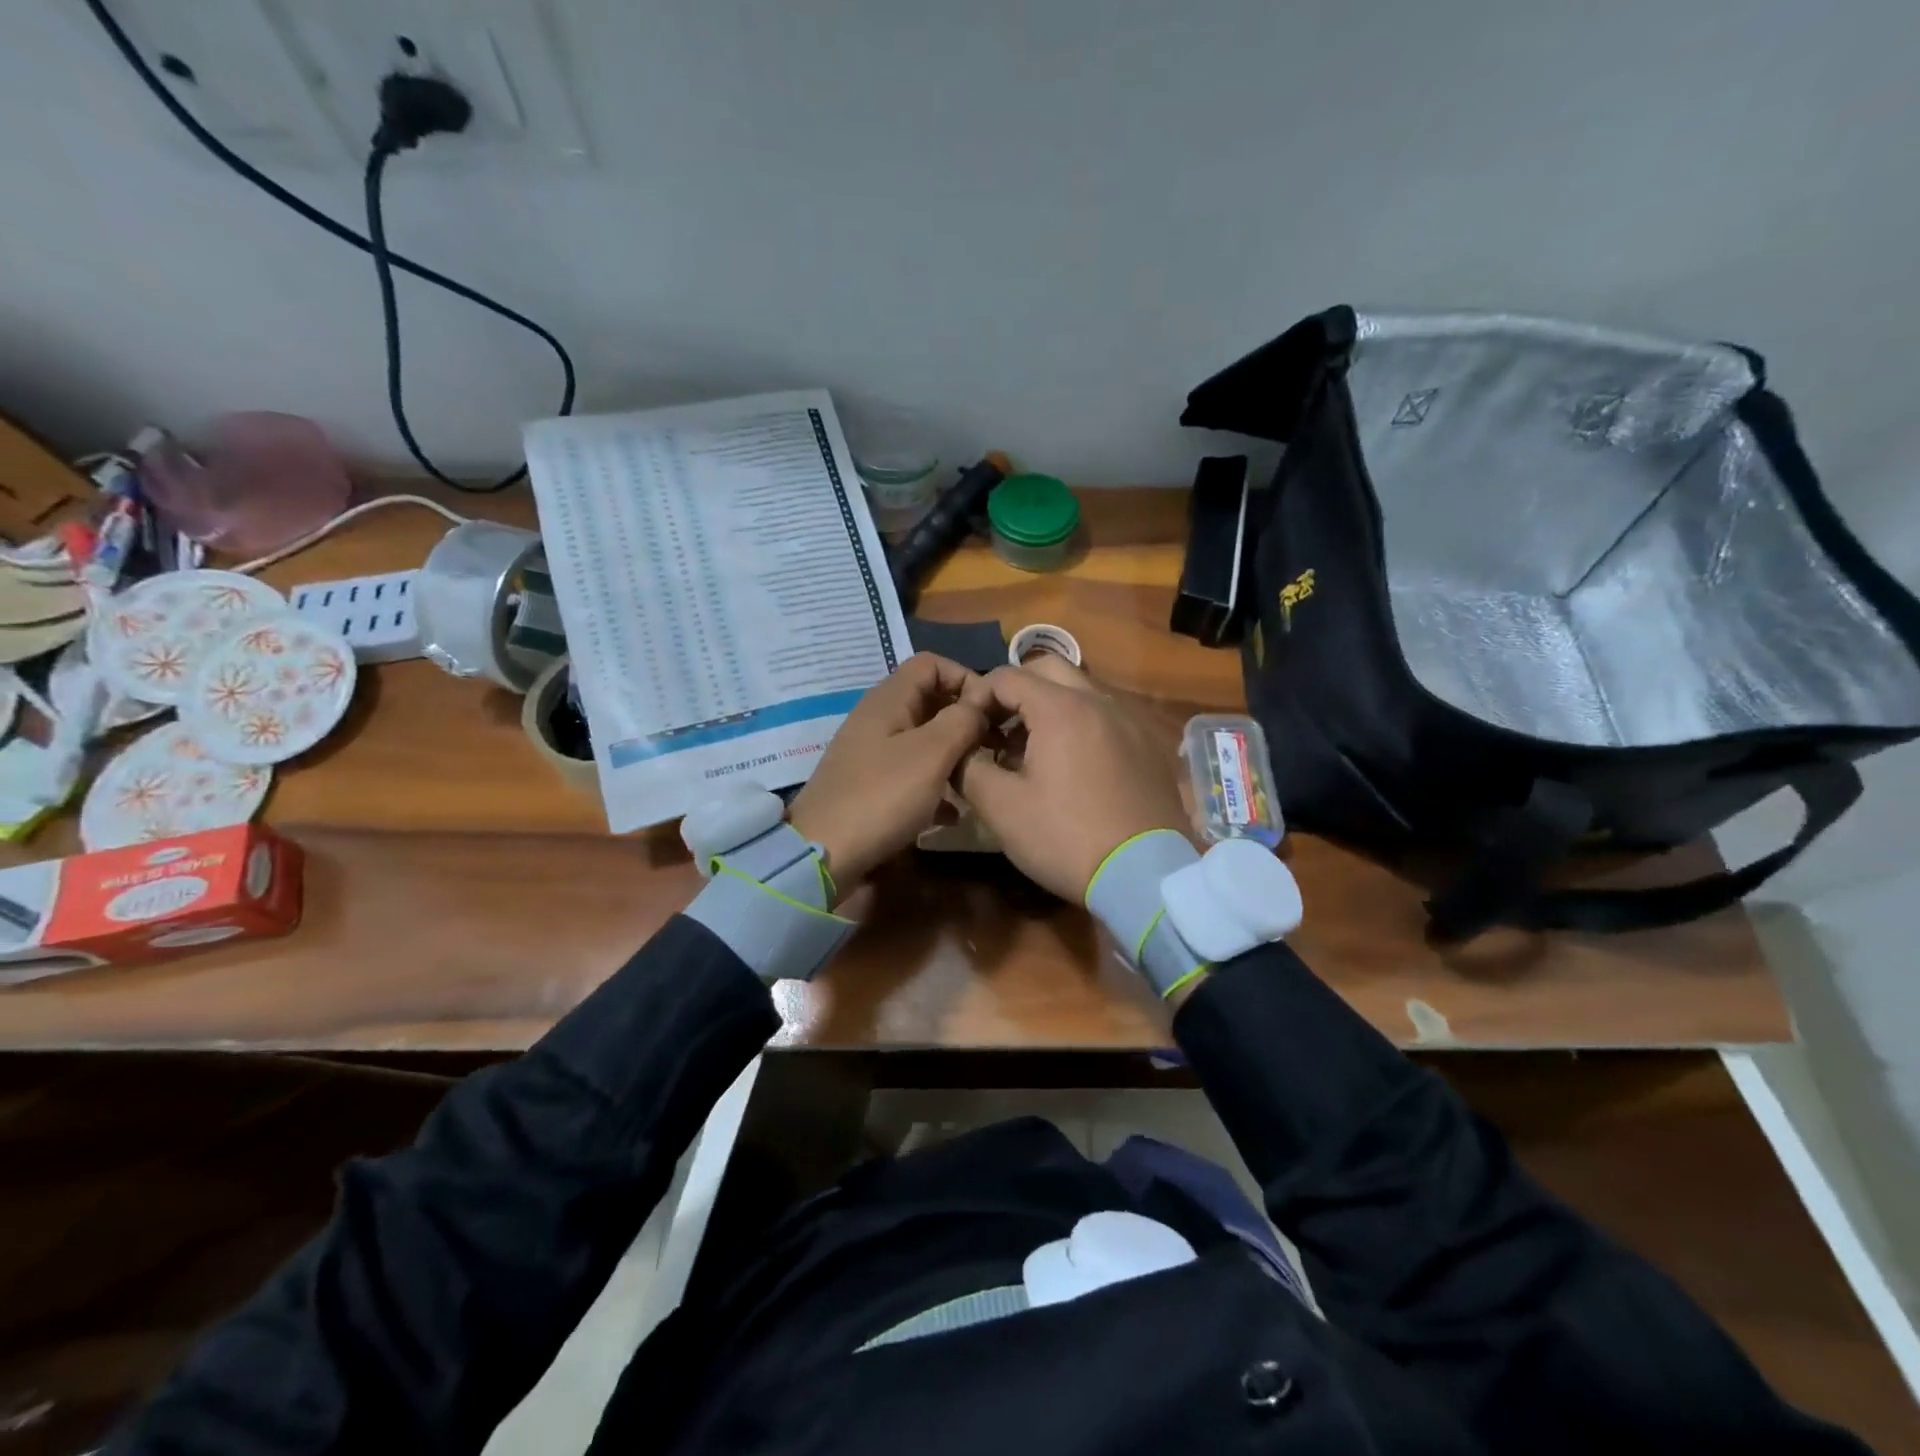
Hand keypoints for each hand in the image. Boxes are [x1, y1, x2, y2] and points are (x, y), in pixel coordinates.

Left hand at [789, 654, 988, 897]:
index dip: (964, 677)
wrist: (823, 855)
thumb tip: (982, 701)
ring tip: (978, 778)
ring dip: (953, 755)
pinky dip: (934, 786)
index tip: (991, 710)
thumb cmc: (882, 797)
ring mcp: (871, 754)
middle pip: (928, 701)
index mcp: (888, 700)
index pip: (930, 664)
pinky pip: (911, 774)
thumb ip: (961, 720)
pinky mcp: (869, 787)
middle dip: (964, 719)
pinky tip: (951, 814)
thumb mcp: (931, 754)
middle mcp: (877, 720)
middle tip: (993, 746)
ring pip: (922, 740)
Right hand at [956, 657, 1189, 900]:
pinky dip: (1079, 725)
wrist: (1145, 876)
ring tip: (1030, 750)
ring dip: (1049, 707)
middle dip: (1016, 690)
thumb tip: (959, 750)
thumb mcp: (1002, 808)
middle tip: (998, 728)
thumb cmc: (1065, 837)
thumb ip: (969, 768)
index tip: (967, 728)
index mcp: (1061, 708)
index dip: (978, 696)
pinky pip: (1106, 717)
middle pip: (1049, 670)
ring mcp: (1130, 722)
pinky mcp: (1148, 746)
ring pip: (1081, 691)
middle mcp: (1100, 701)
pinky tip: (1071, 767)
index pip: (1007, 677)